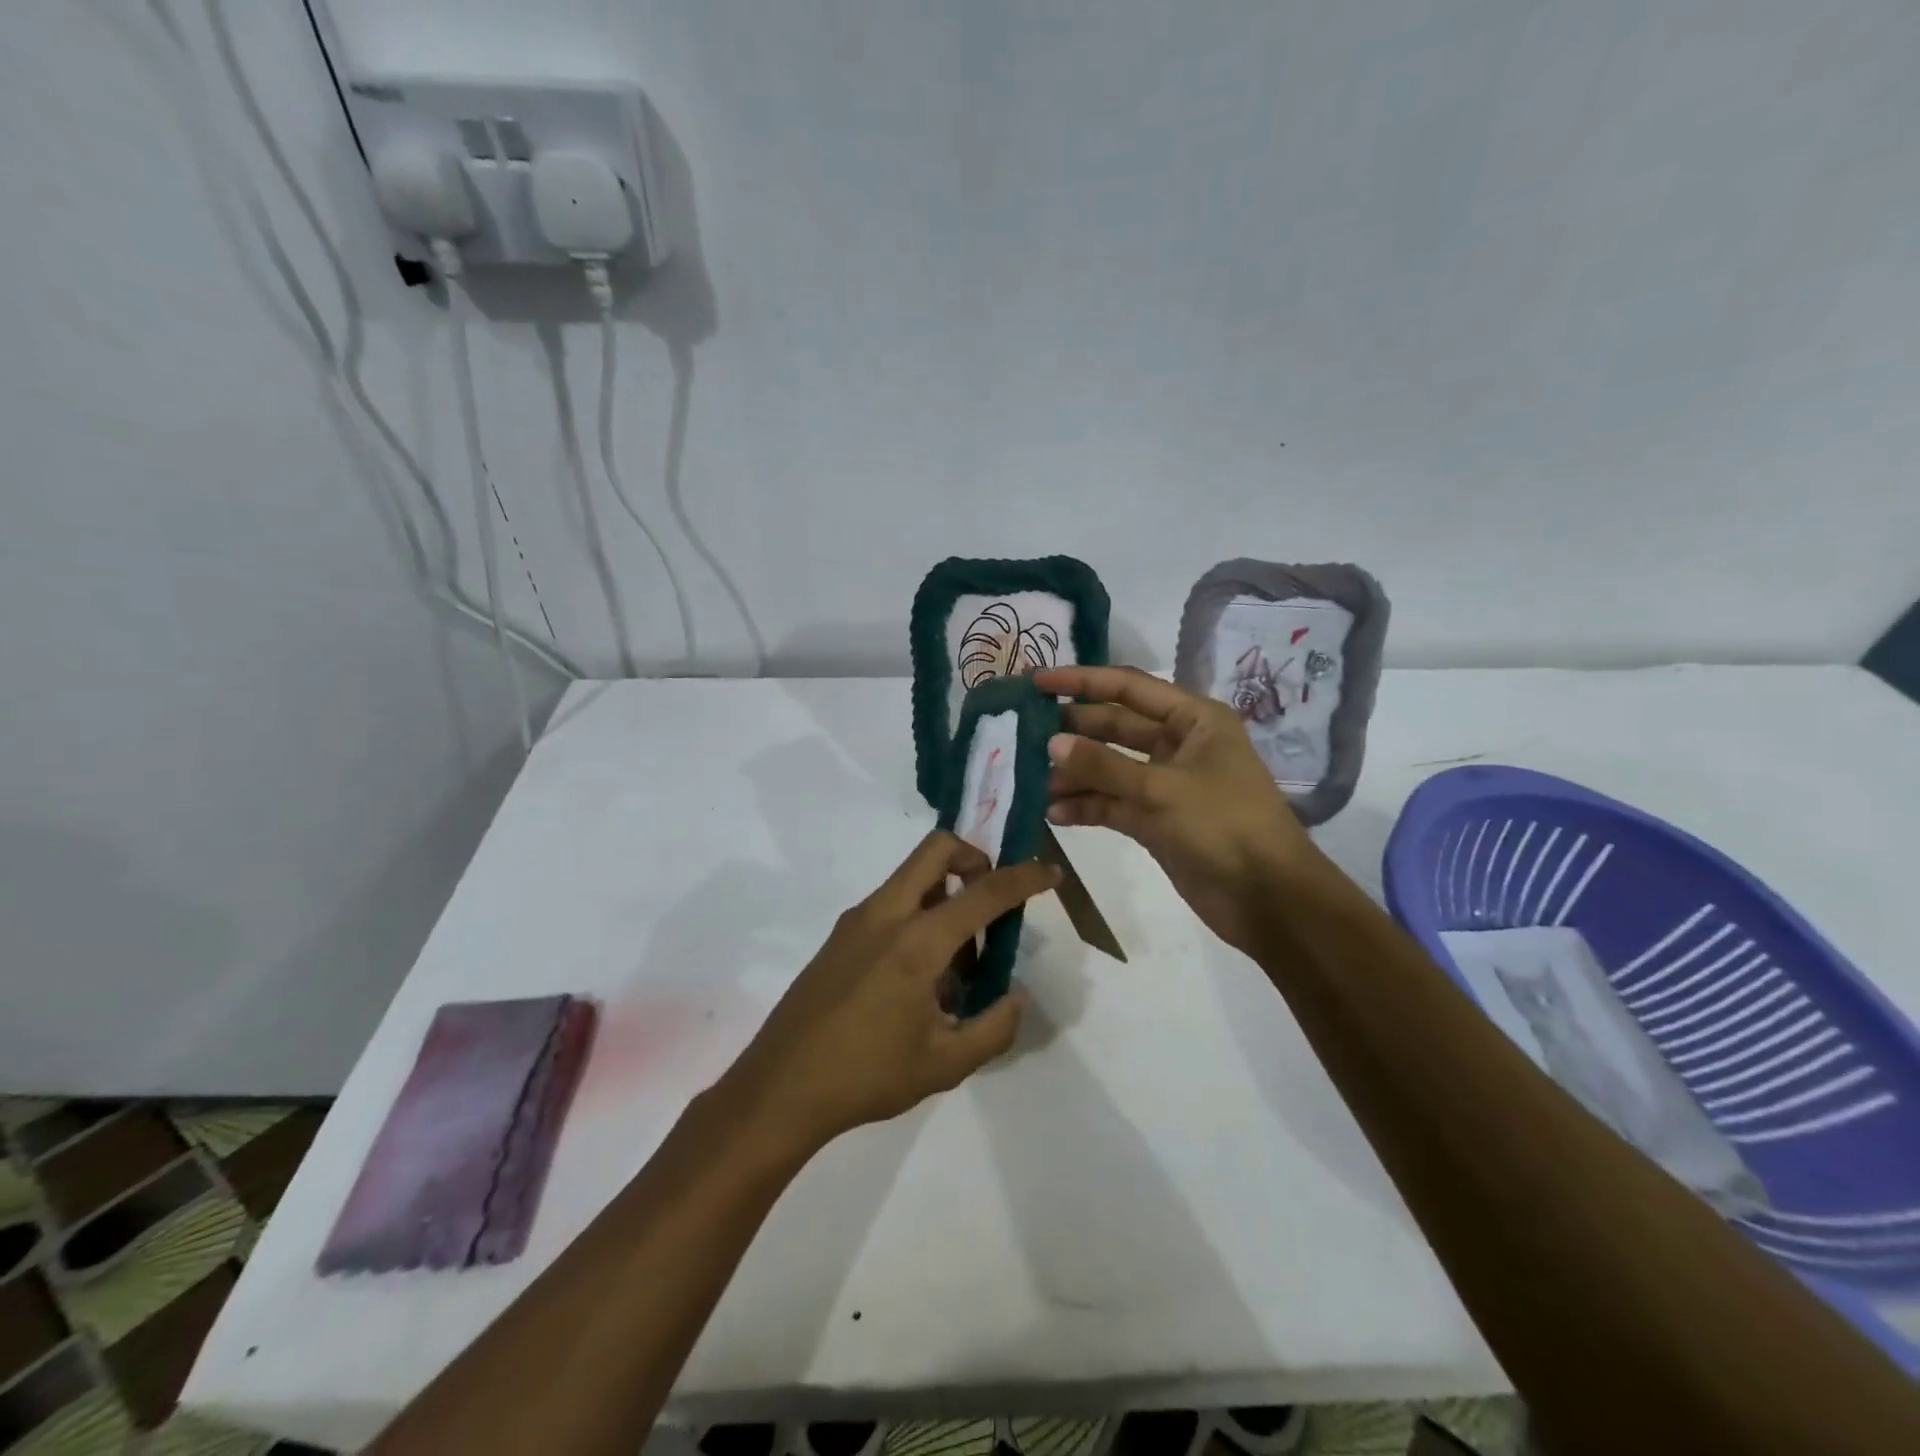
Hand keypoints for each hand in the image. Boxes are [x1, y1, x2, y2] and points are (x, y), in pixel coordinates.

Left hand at [723, 832, 1059, 1153]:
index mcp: (917, 942)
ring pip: (912, 876)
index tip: (1050, 873)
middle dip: (975, 858)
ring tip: (960, 961)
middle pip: (937, 849)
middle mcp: (886, 914)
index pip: (983, 891)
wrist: (780, 1087)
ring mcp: (857, 920)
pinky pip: (892, 902)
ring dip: (946, 892)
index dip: (1024, 878)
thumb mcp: (945, 1065)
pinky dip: (919, 913)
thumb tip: (1016, 997)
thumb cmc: (867, 1076)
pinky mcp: (840, 935)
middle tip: (993, 899)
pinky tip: (922, 976)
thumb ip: (994, 1028)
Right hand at [1034, 665, 1323, 954]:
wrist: (1269, 900)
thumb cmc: (1225, 826)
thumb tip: (1051, 743)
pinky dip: (1086, 807)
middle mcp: (1178, 744)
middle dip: (1072, 731)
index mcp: (1193, 719)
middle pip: (1114, 727)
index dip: (1081, 681)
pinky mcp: (1155, 820)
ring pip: (1109, 768)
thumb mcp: (1162, 790)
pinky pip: (1113, 804)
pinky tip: (1053, 813)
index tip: (1035, 682)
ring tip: (1030, 780)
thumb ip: (1104, 766)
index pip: (1128, 687)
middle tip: (1022, 732)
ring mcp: (1165, 784)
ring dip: (1074, 774)